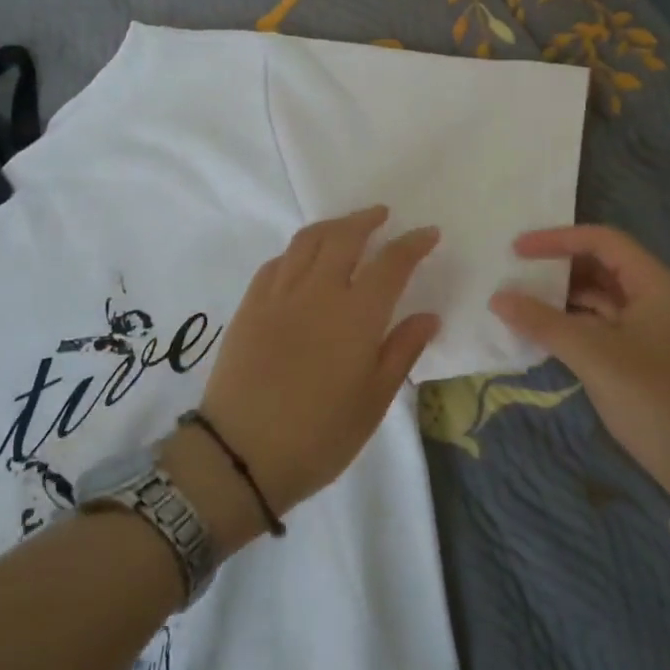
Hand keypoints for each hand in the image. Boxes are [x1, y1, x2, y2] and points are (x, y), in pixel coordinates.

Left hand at [181, 207, 440, 539]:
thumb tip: (428, 316)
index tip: (428, 233)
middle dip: (367, 220)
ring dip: (332, 226)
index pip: (391, 263)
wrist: (241, 454)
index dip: (412, 244)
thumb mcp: (373, 401)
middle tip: (382, 215)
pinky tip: (303, 261)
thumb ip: (402, 351)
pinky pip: (276, 263)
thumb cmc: (319, 436)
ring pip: (307, 241)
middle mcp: (318, 292)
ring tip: (345, 228)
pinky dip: (297, 252)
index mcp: (356, 316)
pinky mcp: (250, 306)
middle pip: (344, 237)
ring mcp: (278, 295)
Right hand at [489, 226, 669, 497]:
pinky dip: (573, 323)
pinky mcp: (645, 353)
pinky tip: (543, 332)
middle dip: (557, 267)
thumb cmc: (654, 399)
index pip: (602, 241)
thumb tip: (498, 298)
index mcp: (656, 283)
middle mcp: (657, 295)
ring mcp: (653, 326)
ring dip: (562, 297)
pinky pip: (603, 324)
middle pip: (601, 265)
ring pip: (601, 297)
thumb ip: (543, 323)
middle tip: (514, 273)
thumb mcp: (594, 356)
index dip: (557, 239)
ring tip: (520, 301)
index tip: (516, 249)